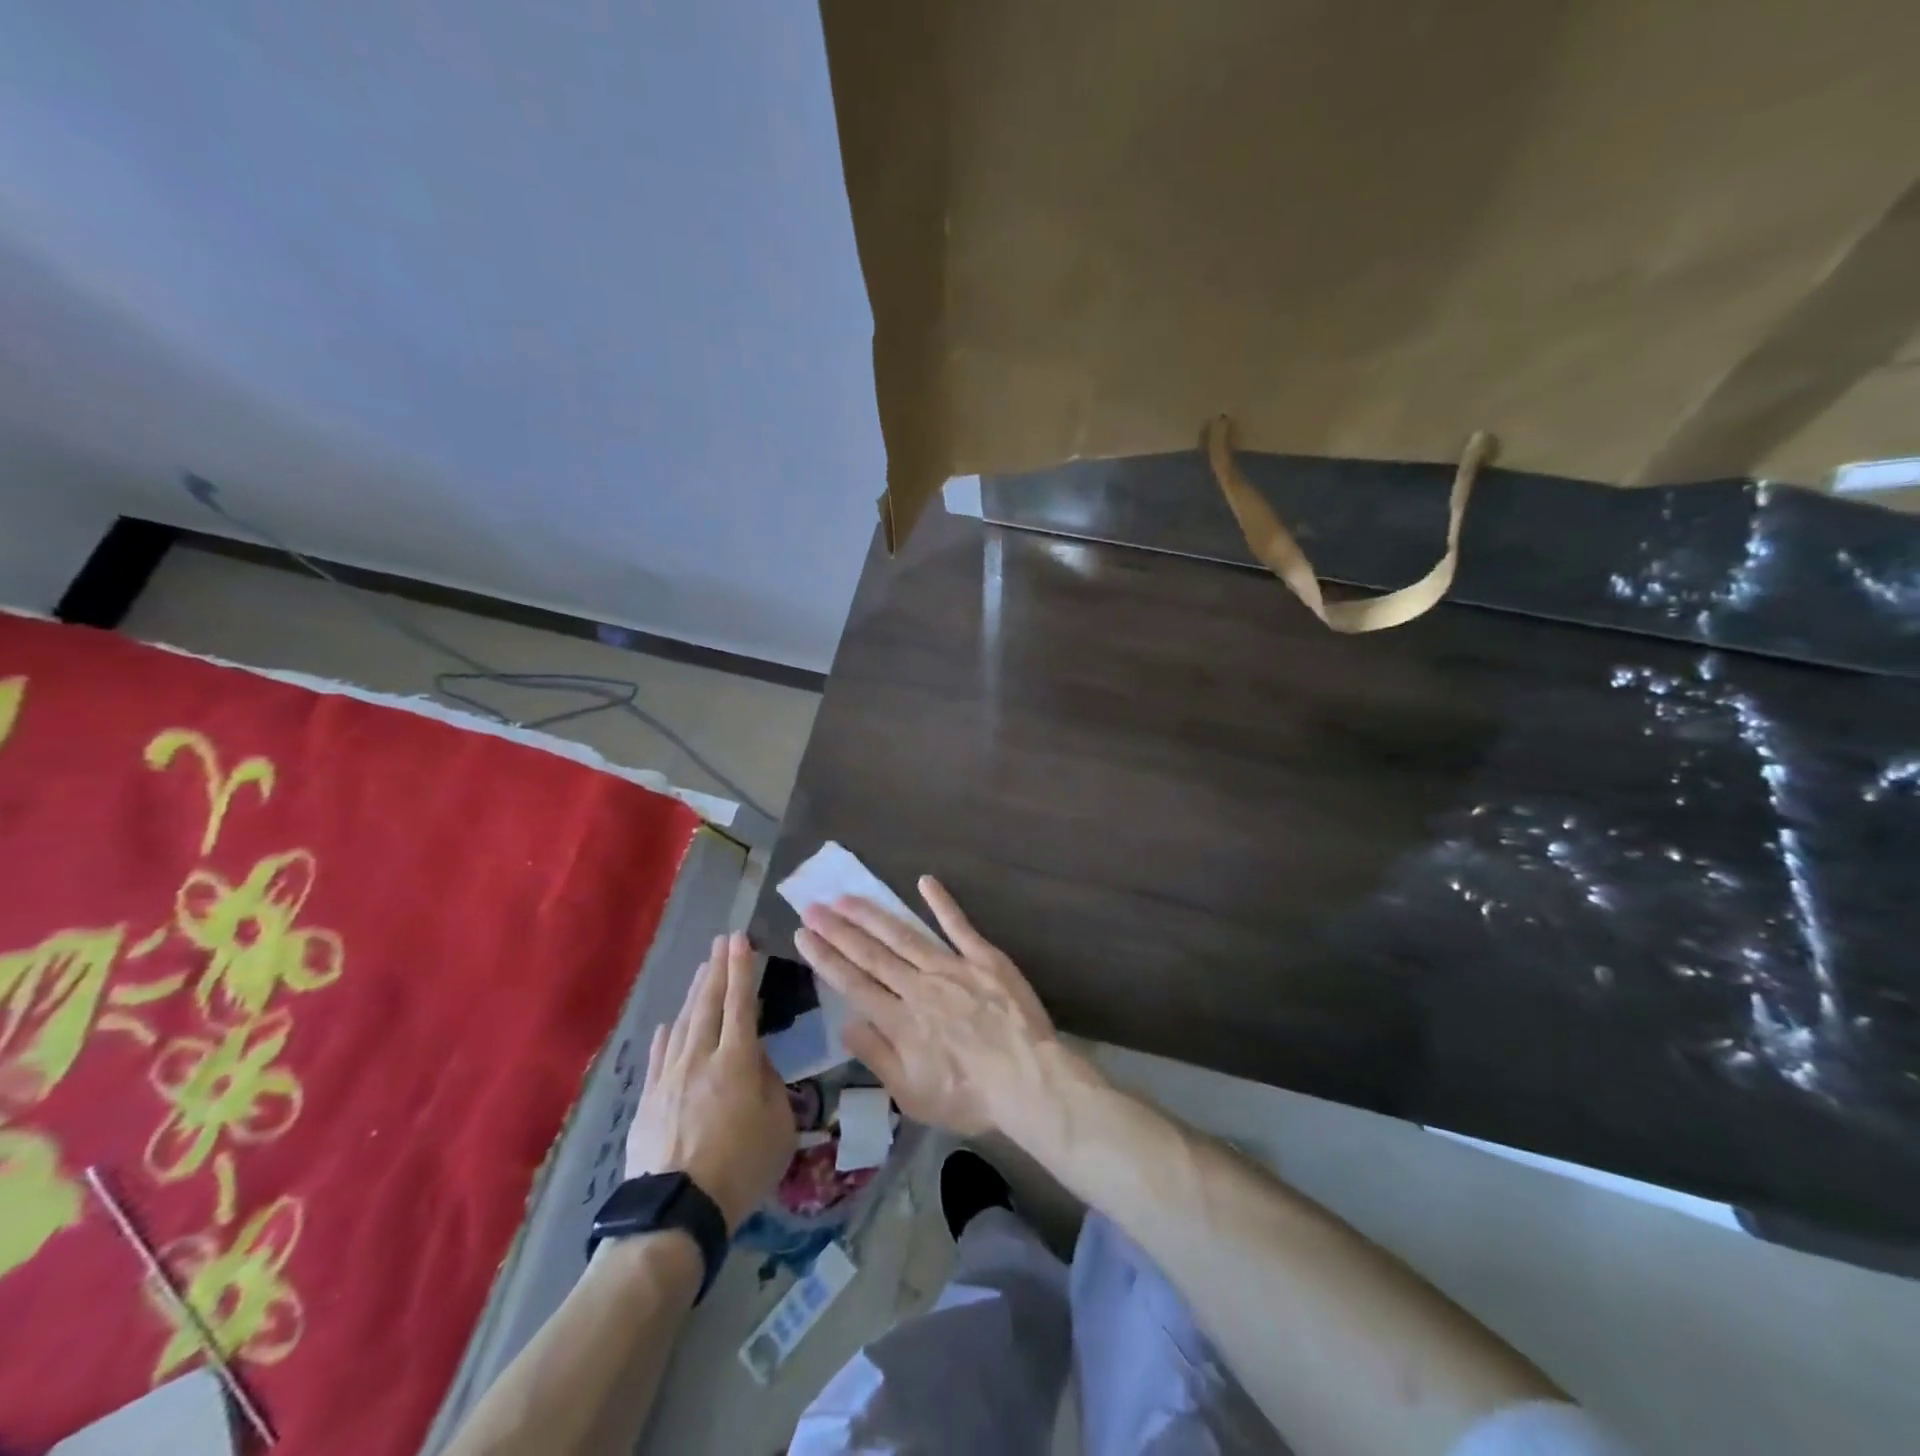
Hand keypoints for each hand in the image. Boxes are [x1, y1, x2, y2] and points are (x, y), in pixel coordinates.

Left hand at [625, 932, 795, 1229]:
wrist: (675, 1213)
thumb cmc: (741, 1168)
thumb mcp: (780, 1127)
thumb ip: (771, 1085)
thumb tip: (758, 1062)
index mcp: (738, 1061)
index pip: (741, 1003)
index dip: (742, 969)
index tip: (741, 939)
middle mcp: (701, 1058)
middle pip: (708, 1004)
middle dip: (717, 969)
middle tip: (721, 941)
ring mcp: (669, 1078)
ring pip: (682, 1024)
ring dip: (693, 993)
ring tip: (701, 971)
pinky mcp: (649, 1101)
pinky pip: (658, 1057)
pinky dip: (665, 1035)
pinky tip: (667, 1024)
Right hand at [793, 876, 1057, 1138]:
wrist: (1029, 1081)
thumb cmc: (969, 1098)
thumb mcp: (912, 1095)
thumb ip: (876, 1056)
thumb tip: (845, 1022)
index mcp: (899, 1021)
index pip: (852, 983)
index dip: (825, 957)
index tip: (803, 934)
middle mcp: (918, 987)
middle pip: (871, 954)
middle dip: (838, 929)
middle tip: (812, 906)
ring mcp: (951, 968)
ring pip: (904, 935)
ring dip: (872, 915)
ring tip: (846, 897)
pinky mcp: (983, 958)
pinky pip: (958, 926)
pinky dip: (941, 902)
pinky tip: (924, 881)